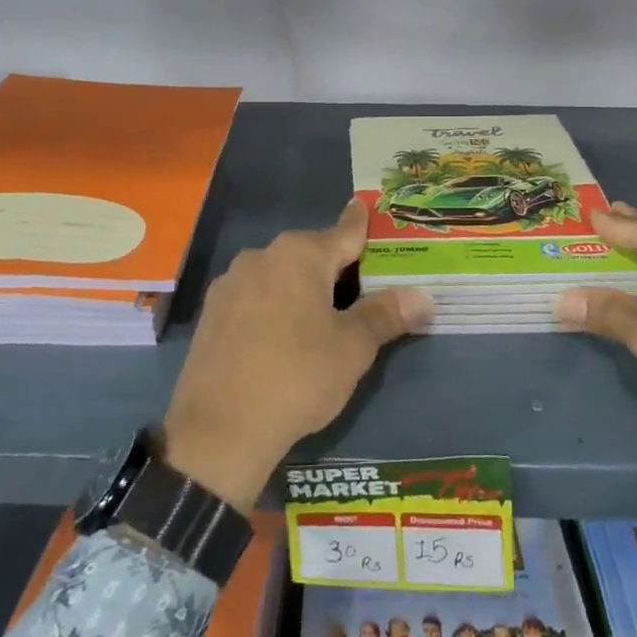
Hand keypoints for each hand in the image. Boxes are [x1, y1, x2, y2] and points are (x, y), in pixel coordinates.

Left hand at [162, 200, 431, 511]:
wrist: (219, 429)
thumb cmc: (298, 376)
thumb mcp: (353, 348)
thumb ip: (387, 315)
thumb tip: (424, 296)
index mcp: (300, 254)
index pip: (344, 231)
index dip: (362, 224)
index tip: (367, 208)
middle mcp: (262, 256)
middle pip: (311, 254)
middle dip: (336, 267)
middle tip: (363, 288)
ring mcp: (231, 284)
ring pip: (280, 276)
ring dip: (302, 288)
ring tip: (323, 318)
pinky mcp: (211, 313)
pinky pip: (255, 298)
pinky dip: (275, 307)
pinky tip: (282, 337)